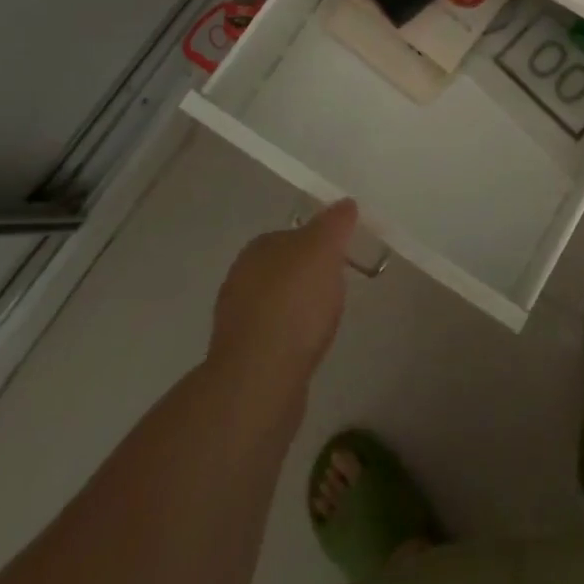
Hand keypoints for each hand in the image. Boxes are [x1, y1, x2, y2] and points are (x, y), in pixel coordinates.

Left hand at [209, 199, 358, 393]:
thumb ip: (334, 224)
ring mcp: (238, 319)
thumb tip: (345, 203)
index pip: (293, 234)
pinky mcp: (243, 356)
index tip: (342, 255)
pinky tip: (308, 345)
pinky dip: (292, 335)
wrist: (261, 380)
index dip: (319, 242)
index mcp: (257, 248)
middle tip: (338, 286)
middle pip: (285, 267)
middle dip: (309, 275)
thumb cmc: (293, 304)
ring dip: (299, 307)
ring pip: (278, 301)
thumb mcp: (323, 250)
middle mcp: (240, 278)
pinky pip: (275, 333)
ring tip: (325, 318)